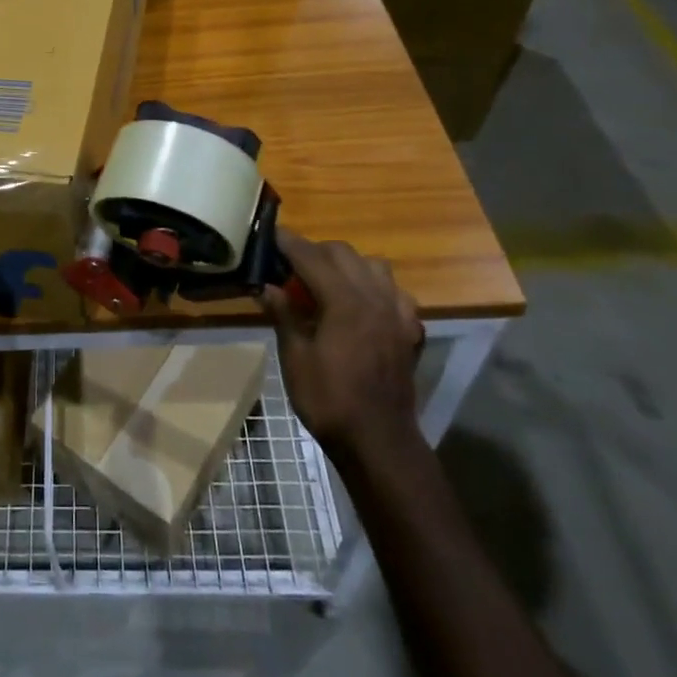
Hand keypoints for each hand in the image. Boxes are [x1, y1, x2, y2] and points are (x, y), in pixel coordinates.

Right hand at [262, 231, 423, 451]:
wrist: (378, 441)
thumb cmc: (329, 400)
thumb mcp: (295, 357)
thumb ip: (283, 314)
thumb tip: (265, 286)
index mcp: (344, 301)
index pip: (311, 256)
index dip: (287, 243)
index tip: (268, 235)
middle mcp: (375, 297)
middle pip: (343, 253)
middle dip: (314, 251)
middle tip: (290, 265)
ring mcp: (398, 313)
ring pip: (374, 266)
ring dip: (348, 264)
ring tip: (327, 282)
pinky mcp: (410, 331)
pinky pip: (395, 293)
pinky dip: (375, 289)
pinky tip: (362, 306)